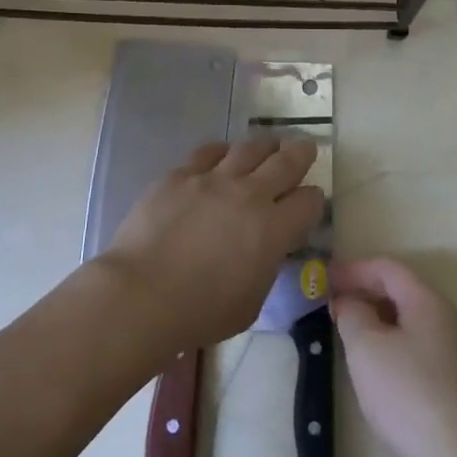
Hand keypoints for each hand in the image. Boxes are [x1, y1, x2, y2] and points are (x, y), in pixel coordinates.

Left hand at [103, 137, 325, 352]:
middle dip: (300, 153)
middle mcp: (250, 194)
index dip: (313, 200)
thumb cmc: (200, 311)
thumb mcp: (251, 302)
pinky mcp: (180, 175)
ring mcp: (213, 179)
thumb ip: (265, 268)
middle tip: (305, 147)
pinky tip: (222, 154)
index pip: (309, 202)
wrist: (143, 293)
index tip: (310, 201)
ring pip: (248, 148)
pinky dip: (221, 152)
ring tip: (269, 145)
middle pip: (285, 162)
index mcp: (274, 229)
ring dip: (264, 146)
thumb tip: (266, 250)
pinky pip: (208, 152)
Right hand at [332, 258, 456, 456]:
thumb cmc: (408, 395)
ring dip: (378, 320)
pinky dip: (393, 345)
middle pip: (402, 291)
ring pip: (411, 321)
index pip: (387, 268)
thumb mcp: (366, 348)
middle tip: (332, 306)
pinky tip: (378, 369)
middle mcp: (448, 318)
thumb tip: (350, 302)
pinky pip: (419, 348)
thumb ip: (352, 314)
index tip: (323, 279)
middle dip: (365, 293)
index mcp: (428, 301)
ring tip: (349, 336)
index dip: (353, 269)